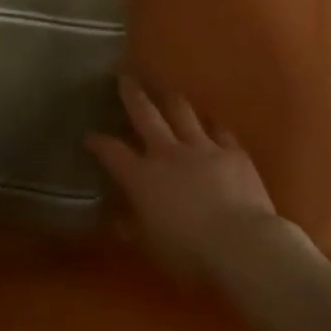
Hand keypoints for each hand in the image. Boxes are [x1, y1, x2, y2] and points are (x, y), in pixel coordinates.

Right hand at [85, 79, 282, 281]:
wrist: (241, 243)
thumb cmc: (189, 253)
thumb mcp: (151, 246)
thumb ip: (132, 227)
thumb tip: (117, 217)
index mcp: (143, 177)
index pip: (113, 153)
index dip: (99, 143)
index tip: (89, 135)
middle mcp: (168, 153)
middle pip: (145, 115)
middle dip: (132, 95)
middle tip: (124, 76)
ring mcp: (202, 147)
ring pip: (182, 113)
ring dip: (170, 99)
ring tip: (164, 89)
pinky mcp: (233, 152)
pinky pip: (220, 130)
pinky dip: (212, 124)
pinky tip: (210, 119)